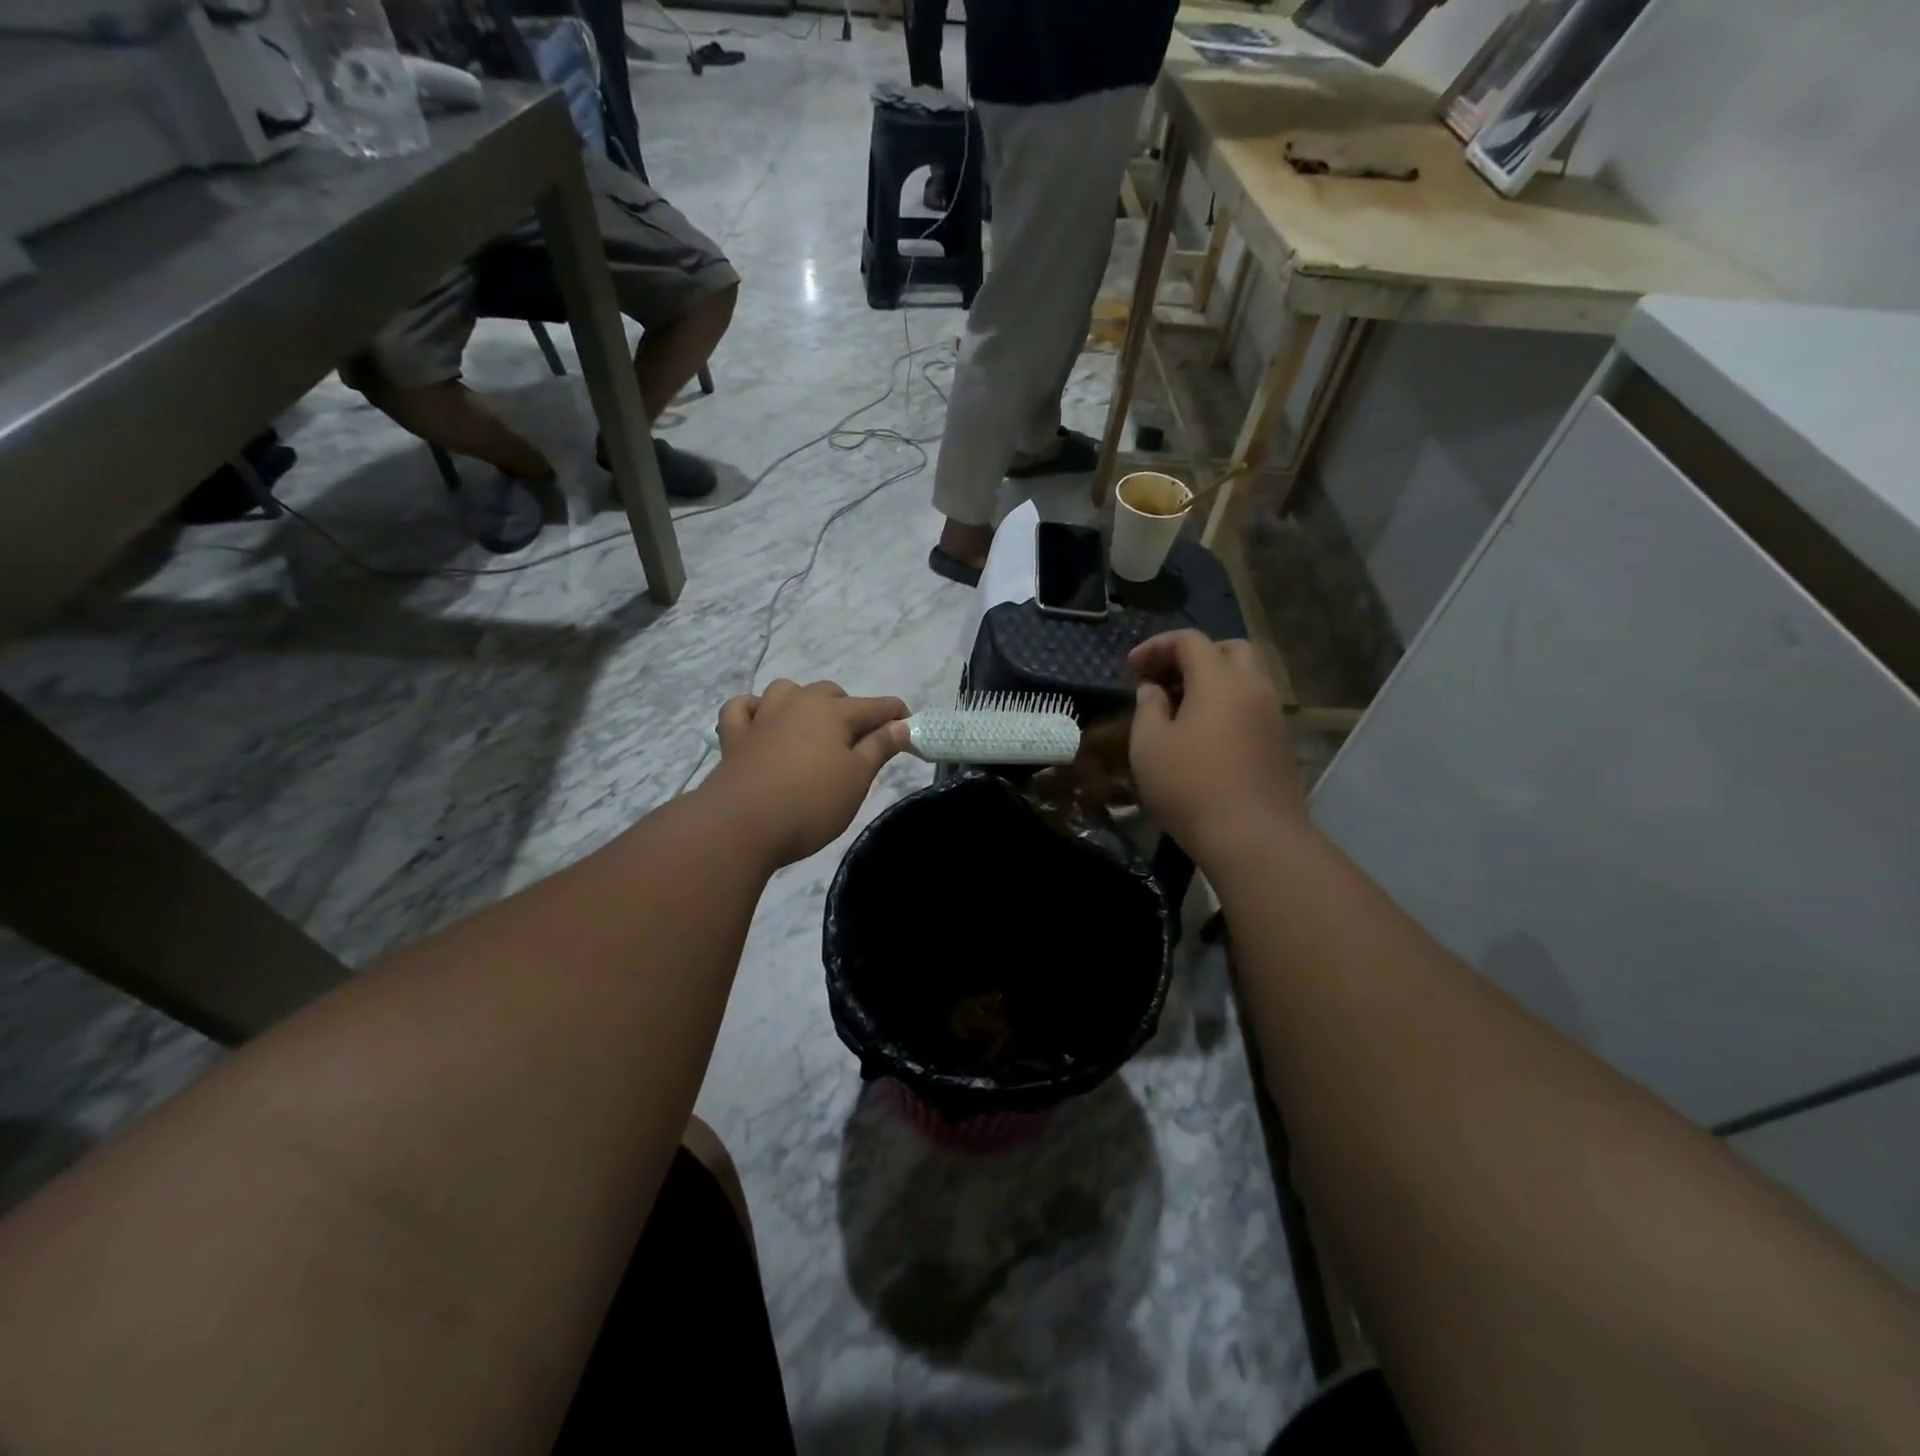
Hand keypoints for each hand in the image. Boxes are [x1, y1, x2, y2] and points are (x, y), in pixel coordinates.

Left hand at [704, 680, 908, 865]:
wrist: (742, 825)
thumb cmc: (811, 803)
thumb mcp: (856, 779)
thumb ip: (878, 748)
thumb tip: (900, 725)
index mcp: (834, 713)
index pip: (875, 706)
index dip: (895, 715)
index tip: (908, 728)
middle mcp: (798, 704)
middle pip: (830, 693)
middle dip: (848, 708)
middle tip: (857, 741)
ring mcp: (762, 717)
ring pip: (786, 691)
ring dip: (801, 702)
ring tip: (810, 727)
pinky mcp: (734, 737)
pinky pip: (742, 709)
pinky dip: (753, 710)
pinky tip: (760, 723)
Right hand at [1128, 631, 1306, 863]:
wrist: (1253, 838)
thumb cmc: (1191, 786)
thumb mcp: (1149, 746)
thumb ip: (1147, 708)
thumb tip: (1152, 691)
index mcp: (1219, 680)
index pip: (1190, 640)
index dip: (1157, 646)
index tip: (1132, 668)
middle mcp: (1253, 688)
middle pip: (1229, 650)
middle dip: (1194, 655)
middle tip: (1165, 678)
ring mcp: (1272, 716)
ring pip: (1246, 678)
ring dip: (1214, 681)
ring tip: (1181, 707)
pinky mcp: (1280, 743)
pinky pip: (1253, 706)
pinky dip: (1228, 705)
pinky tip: (1205, 734)